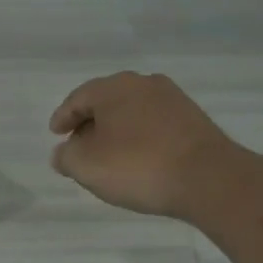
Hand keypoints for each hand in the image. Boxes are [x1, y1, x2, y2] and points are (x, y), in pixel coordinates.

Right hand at [48, 71, 236, 219]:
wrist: (207, 178)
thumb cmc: (136, 167)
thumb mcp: (85, 166)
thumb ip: (66, 157)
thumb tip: (63, 152)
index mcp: (114, 88)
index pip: (78, 98)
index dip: (63, 117)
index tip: (55, 134)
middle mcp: (144, 84)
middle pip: (106, 102)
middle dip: (89, 123)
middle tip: (78, 145)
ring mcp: (173, 100)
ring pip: (132, 112)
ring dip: (116, 130)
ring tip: (107, 155)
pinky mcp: (193, 119)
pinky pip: (153, 125)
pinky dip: (138, 137)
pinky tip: (137, 158)